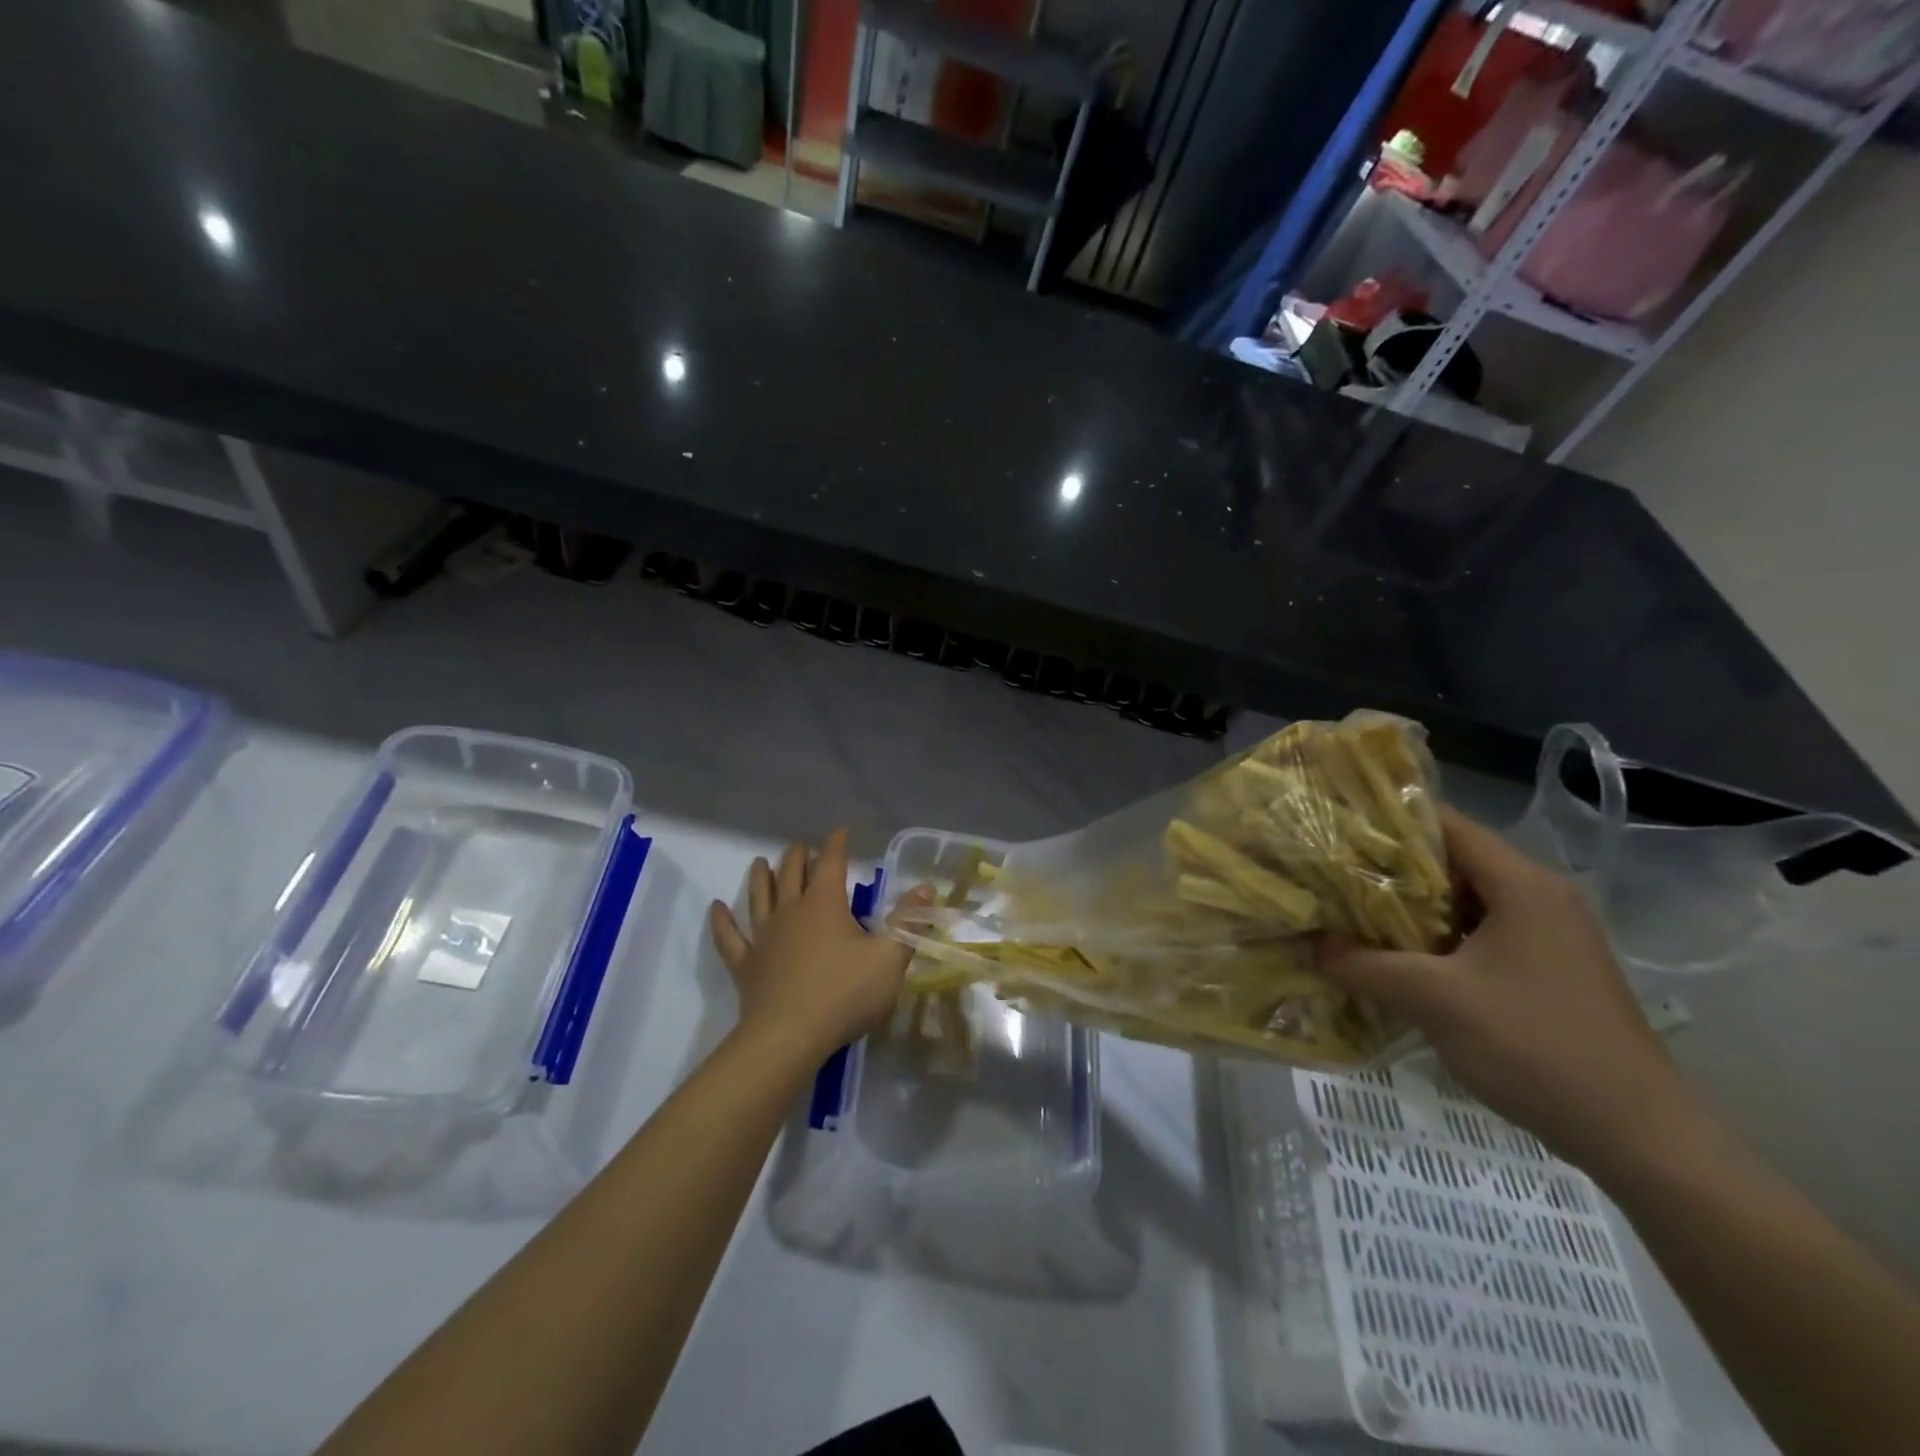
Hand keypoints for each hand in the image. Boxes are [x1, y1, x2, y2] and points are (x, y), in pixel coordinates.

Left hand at [708, 829, 928, 1065]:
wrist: (788, 1038)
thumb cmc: (844, 995)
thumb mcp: (890, 958)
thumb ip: (907, 921)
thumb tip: (926, 887)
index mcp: (825, 904)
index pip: (832, 863)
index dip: (837, 844)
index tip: (841, 831)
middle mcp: (791, 911)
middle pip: (792, 873)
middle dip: (799, 855)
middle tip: (802, 845)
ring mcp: (763, 937)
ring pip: (759, 897)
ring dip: (761, 877)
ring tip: (759, 862)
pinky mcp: (746, 964)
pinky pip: (729, 937)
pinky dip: (721, 921)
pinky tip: (716, 908)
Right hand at [1316, 808, 1699, 1174]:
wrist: (1639, 1137)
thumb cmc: (1537, 1047)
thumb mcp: (1435, 1000)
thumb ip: (1363, 965)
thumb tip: (1305, 945)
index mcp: (1523, 884)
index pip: (1445, 825)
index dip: (1386, 820)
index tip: (1331, 827)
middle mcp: (1539, 897)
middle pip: (1450, 860)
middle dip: (1387, 867)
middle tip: (1327, 871)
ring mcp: (1546, 935)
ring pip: (1461, 900)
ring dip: (1407, 906)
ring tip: (1346, 910)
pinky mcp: (1544, 969)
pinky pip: (1475, 933)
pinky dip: (1433, 937)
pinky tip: (1392, 956)